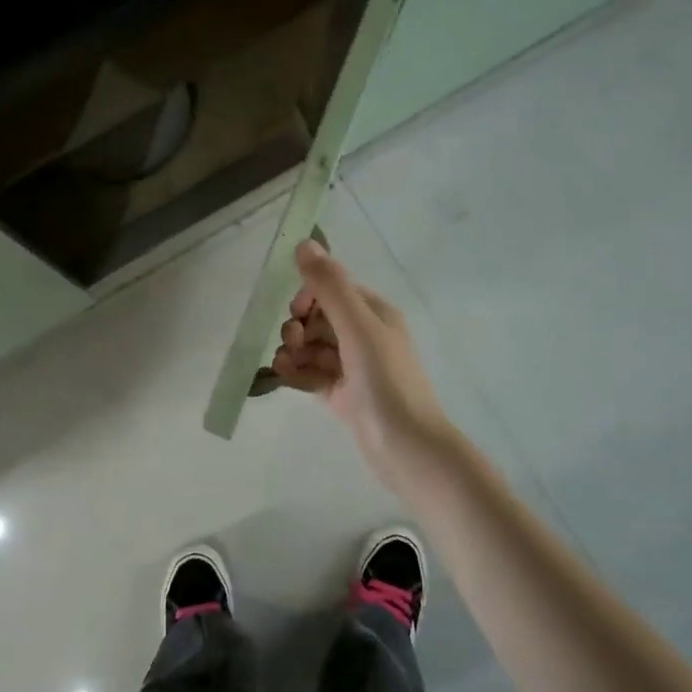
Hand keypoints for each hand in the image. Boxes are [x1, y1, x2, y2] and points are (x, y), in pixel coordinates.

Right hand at [270, 240, 452, 468]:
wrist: (407, 448)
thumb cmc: (386, 382)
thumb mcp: (358, 327)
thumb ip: (330, 286)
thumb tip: (304, 243)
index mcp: (374, 313)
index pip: (333, 289)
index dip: (309, 296)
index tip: (297, 313)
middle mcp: (365, 335)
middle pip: (319, 318)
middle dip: (299, 326)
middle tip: (293, 343)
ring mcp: (353, 367)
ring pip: (313, 347)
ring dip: (294, 350)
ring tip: (286, 365)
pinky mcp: (343, 394)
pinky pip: (313, 373)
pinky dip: (298, 372)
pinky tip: (285, 376)